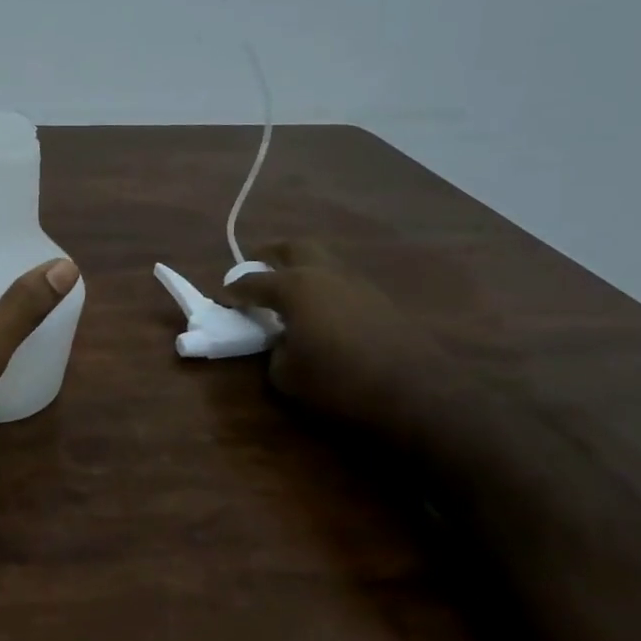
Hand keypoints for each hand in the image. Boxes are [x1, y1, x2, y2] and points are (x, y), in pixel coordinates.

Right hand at [220, 240, 447, 437]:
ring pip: (324, 263)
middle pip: (294, 248)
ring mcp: (358, 284)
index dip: (234, 290)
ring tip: (290, 294)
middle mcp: (326, 274)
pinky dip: (326, 289)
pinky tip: (323, 314)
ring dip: (303, 271)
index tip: (224, 298)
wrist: (417, 393)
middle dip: (271, 254)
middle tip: (257, 267)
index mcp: (295, 287)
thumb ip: (275, 351)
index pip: (253, 281)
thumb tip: (282, 342)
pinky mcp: (382, 301)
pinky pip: (343, 283)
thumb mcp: (286, 375)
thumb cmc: (339, 381)